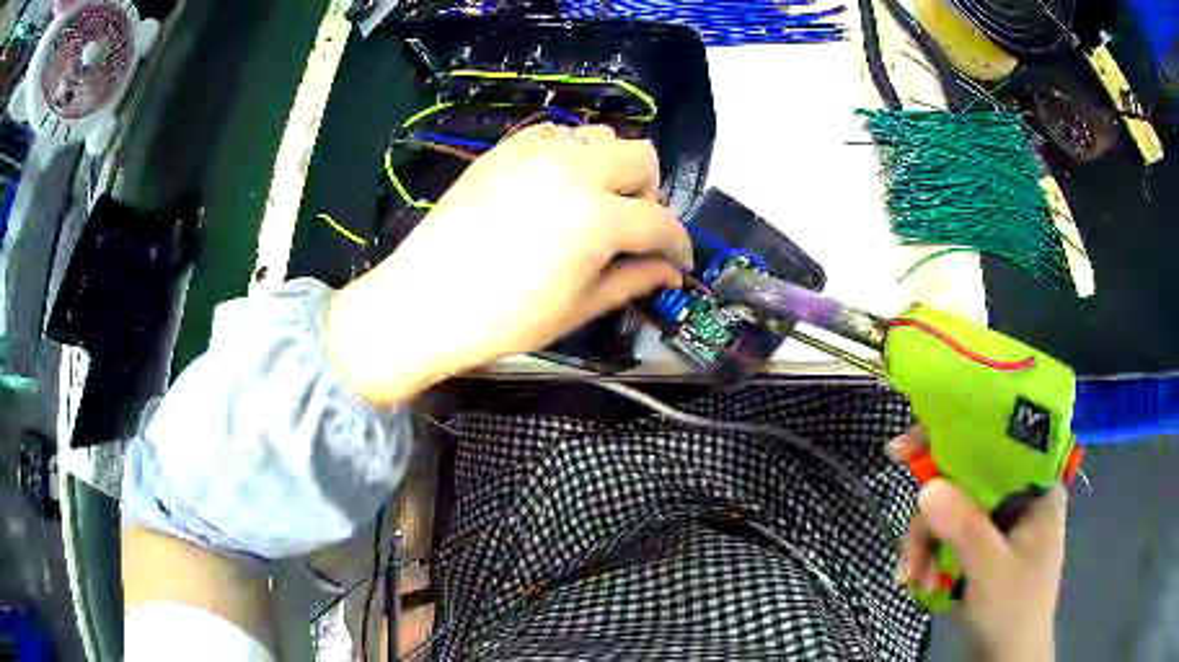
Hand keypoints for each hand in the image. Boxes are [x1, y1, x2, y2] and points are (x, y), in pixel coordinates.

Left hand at [327, 124, 692, 405]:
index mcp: (597, 216)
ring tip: (592, 205)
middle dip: (649, 194)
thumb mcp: (578, 307)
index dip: (678, 245)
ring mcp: (536, 152)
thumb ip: (632, 280)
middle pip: (641, 157)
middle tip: (630, 230)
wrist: (424, 301)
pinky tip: (554, 187)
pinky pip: (556, 134)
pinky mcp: (505, 149)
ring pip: (601, 137)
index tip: (678, 263)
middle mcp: (574, 169)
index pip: (661, 221)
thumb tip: (669, 272)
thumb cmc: (503, 318)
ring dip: (611, 169)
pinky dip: (570, 155)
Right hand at [888, 427, 1066, 661]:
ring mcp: (995, 522)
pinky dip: (925, 556)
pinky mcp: (977, 546)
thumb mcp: (992, 570)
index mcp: (1035, 485)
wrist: (1006, 657)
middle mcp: (1015, 495)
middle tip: (906, 536)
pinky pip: (944, 536)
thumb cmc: (1014, 610)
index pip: (998, 439)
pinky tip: (916, 581)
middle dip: (931, 514)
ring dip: (923, 544)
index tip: (909, 448)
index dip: (955, 434)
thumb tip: (925, 488)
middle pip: (964, 479)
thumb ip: (965, 529)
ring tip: (912, 577)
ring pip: (948, 511)